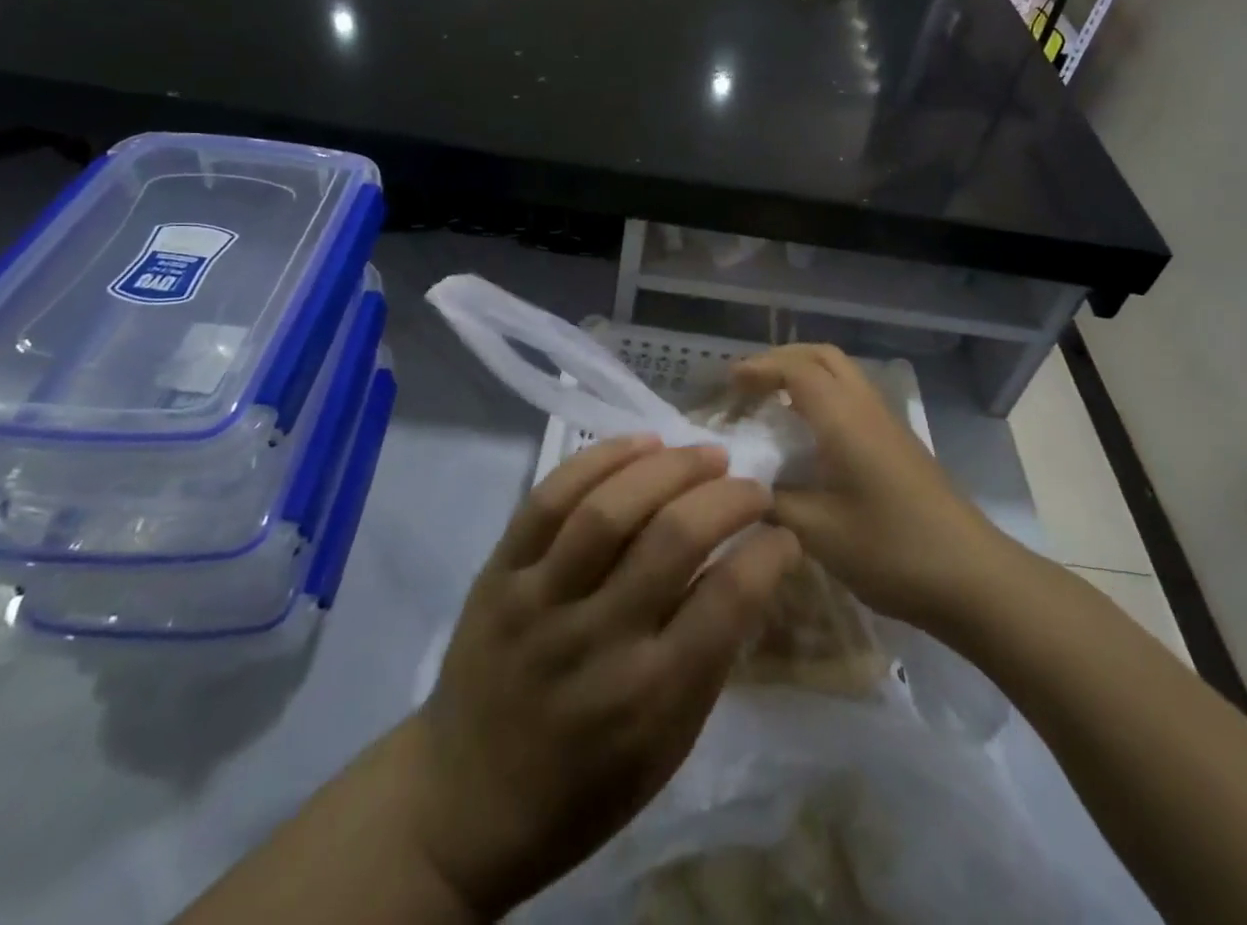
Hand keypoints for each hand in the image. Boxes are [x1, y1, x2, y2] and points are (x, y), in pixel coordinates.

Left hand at [405, 437, 799, 917]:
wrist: (464, 804)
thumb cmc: (583, 788)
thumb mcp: (666, 748)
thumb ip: (708, 657)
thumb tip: (748, 568)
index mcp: (650, 696)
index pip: (729, 601)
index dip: (769, 552)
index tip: (783, 533)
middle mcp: (597, 639)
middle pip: (673, 538)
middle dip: (727, 497)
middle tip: (750, 485)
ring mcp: (540, 600)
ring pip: (609, 509)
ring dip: (669, 466)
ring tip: (704, 453)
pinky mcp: (498, 573)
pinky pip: (548, 498)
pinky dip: (599, 459)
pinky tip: (640, 443)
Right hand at [731, 345, 1007, 630]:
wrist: (973, 577)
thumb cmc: (892, 550)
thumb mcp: (819, 533)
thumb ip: (773, 504)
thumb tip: (742, 489)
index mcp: (843, 418)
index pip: (795, 369)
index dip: (758, 368)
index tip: (726, 383)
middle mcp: (866, 407)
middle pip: (822, 356)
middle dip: (781, 360)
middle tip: (748, 385)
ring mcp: (888, 423)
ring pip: (842, 373)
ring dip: (804, 375)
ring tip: (771, 404)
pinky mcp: (899, 443)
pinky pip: (853, 396)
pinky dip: (823, 395)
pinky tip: (809, 434)